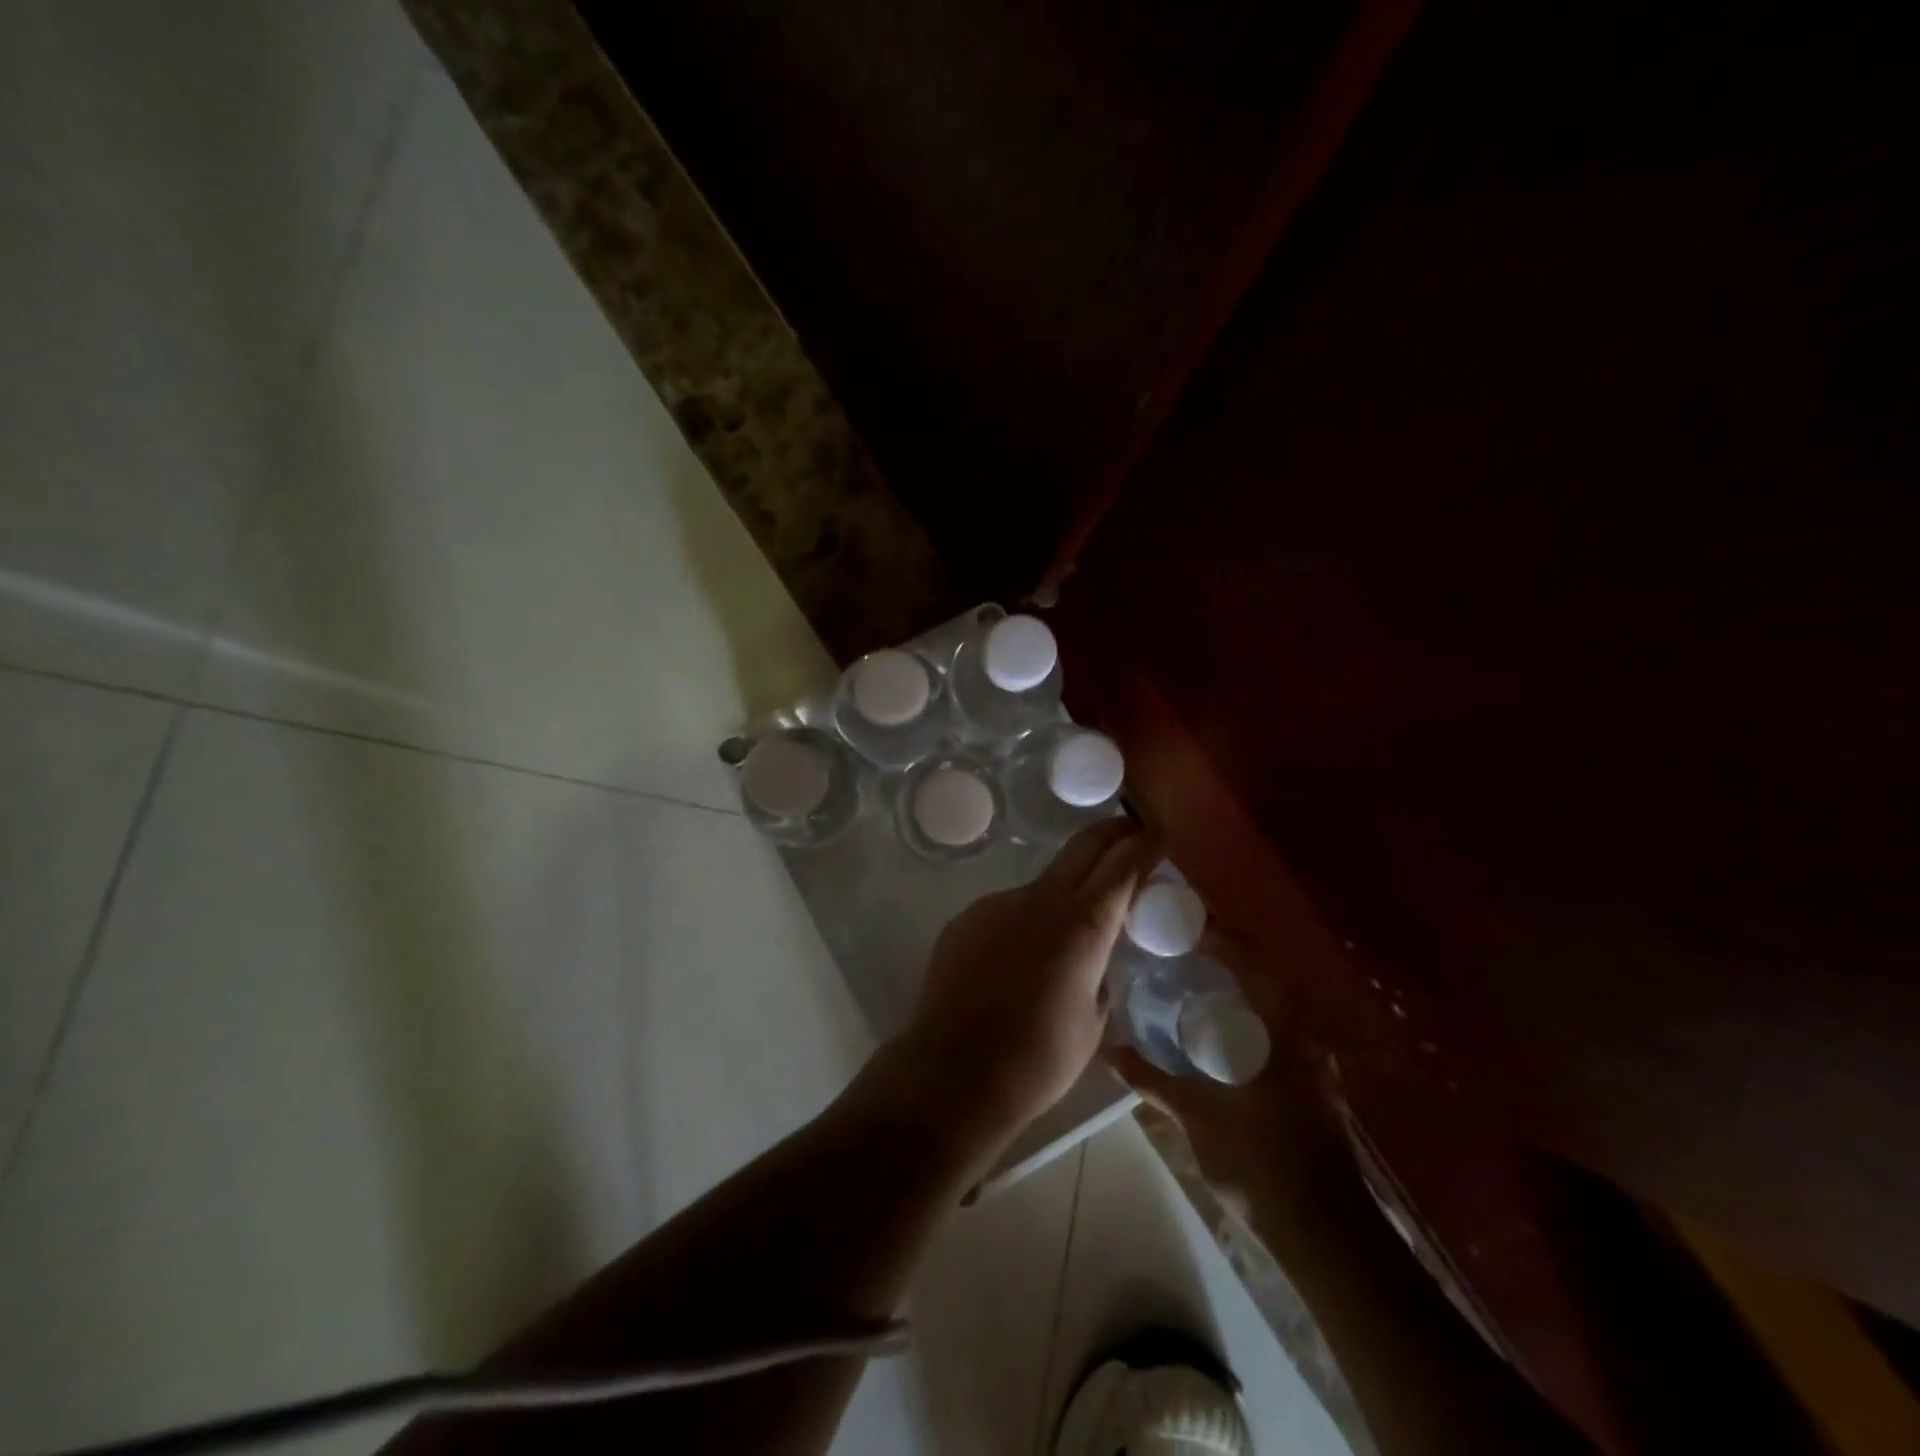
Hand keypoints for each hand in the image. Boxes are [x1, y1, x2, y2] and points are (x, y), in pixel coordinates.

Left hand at [895, 819, 1157, 1162]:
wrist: (951, 1074)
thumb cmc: (1036, 1061)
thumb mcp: (1091, 1024)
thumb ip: (1098, 978)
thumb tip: (1091, 966)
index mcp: (1082, 927)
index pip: (1121, 867)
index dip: (1143, 846)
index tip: (1157, 835)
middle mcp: (1040, 901)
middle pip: (1082, 848)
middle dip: (1110, 835)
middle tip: (1128, 832)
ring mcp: (997, 905)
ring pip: (1041, 886)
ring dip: (1061, 895)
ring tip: (1058, 942)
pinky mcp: (965, 919)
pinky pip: (1006, 912)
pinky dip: (1021, 925)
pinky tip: (1012, 965)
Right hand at [1108, 932, 1356, 1247]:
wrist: (1326, 1235)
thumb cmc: (1260, 1160)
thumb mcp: (1197, 1116)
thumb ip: (1153, 1079)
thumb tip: (1110, 1051)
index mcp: (1281, 1026)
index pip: (1247, 959)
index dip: (1216, 934)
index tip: (1180, 920)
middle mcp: (1303, 1034)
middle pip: (1261, 978)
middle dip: (1222, 961)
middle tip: (1176, 952)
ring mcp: (1313, 1064)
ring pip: (1270, 1010)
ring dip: (1236, 993)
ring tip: (1191, 988)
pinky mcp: (1313, 1090)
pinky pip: (1276, 1037)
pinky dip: (1247, 1024)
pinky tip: (1218, 1039)